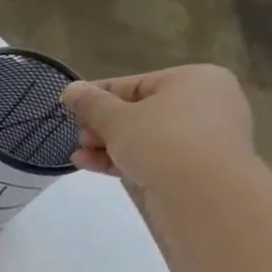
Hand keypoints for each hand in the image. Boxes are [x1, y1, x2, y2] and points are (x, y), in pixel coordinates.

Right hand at [60, 65, 258, 196]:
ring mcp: (201, 135)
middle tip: (77, 137)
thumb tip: (71, 89)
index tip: (66, 108)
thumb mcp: (116, 119)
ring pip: (143, 136)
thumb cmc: (162, 141)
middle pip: (138, 110)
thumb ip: (91, 104)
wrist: (204, 192)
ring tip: (78, 155)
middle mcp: (203, 102)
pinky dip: (123, 158)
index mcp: (192, 79)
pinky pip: (152, 155)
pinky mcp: (194, 164)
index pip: (133, 84)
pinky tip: (91, 164)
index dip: (96, 96)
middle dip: (101, 125)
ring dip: (106, 145)